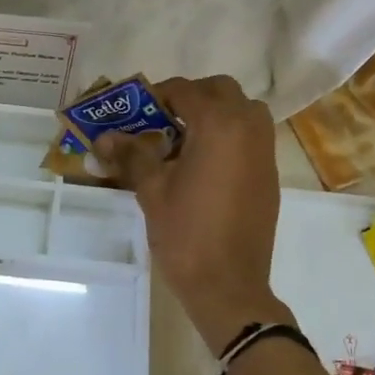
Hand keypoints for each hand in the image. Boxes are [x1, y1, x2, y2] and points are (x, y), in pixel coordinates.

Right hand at [93, 76, 289, 354]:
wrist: (228, 284)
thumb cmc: (186, 234)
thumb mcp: (152, 191)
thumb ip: (132, 155)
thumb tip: (105, 136)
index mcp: (218, 125)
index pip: (185, 90)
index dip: (157, 96)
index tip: (135, 113)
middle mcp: (248, 128)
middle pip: (221, 90)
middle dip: (191, 98)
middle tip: (161, 121)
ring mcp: (264, 151)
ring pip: (242, 111)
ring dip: (215, 114)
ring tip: (183, 141)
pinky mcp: (269, 174)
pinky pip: (251, 136)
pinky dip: (229, 135)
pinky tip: (202, 165)